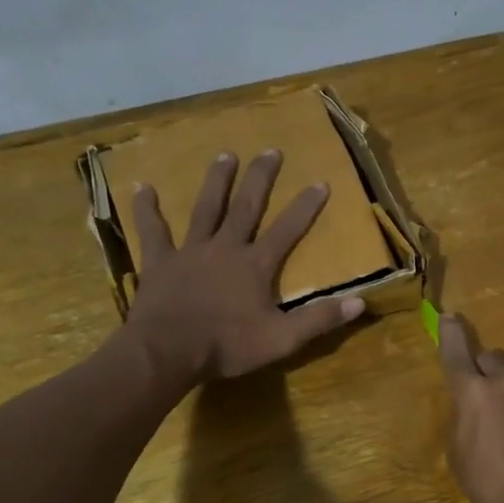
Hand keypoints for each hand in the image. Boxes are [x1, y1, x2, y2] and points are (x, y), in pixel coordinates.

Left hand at [122, 151, 364, 384]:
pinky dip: (147, 209)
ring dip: (216, 181)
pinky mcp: (160, 262)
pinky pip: (153, 230)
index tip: (320, 181)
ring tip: (225, 154)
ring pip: (205, 208)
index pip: (287, 230)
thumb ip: (319, 319)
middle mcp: (226, 248)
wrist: (168, 351)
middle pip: (246, 206)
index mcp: (256, 265)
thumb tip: (361, 302)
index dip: (305, 207)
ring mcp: (190, 252)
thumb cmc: (227, 346)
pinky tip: (142, 186)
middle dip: (261, 178)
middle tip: (271, 151)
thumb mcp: (282, 339)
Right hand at [437, 313, 503, 502]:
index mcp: (474, 392)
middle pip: (492, 359)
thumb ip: (462, 422)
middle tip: (480, 392)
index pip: (457, 353)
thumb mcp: (461, 457)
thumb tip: (470, 410)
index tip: (449, 317)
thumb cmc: (495, 484)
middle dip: (483, 369)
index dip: (451, 334)